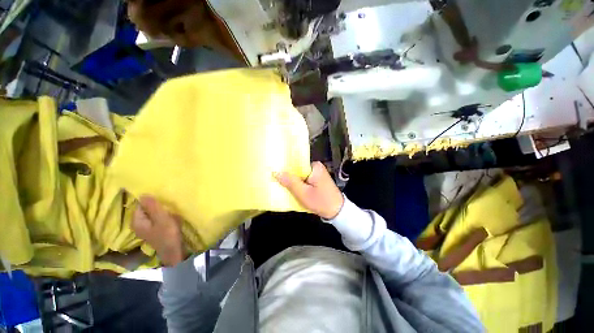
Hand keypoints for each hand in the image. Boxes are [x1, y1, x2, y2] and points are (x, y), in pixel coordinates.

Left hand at [132, 196, 185, 265]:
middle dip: (156, 206)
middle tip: (167, 206)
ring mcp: (146, 228)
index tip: (162, 201)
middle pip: (145, 210)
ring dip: (160, 211)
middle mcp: (138, 224)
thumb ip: (152, 206)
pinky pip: (156, 219)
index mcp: (137, 221)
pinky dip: (162, 216)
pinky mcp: (153, 231)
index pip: (140, 205)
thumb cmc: (168, 233)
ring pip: (152, 214)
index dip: (151, 201)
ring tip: (170, 211)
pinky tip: (170, 217)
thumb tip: (143, 194)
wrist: (174, 250)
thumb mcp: (161, 218)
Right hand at [275, 161, 344, 219]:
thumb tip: (276, 172)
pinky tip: (293, 190)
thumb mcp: (303, 193)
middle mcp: (316, 167)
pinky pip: (304, 180)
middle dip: (289, 176)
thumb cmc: (321, 202)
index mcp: (314, 167)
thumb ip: (290, 182)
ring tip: (283, 186)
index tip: (275, 174)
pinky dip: (299, 184)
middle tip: (277, 182)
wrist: (337, 212)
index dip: (285, 169)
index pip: (296, 164)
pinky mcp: (317, 180)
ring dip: (293, 181)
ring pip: (300, 175)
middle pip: (298, 169)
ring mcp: (317, 173)